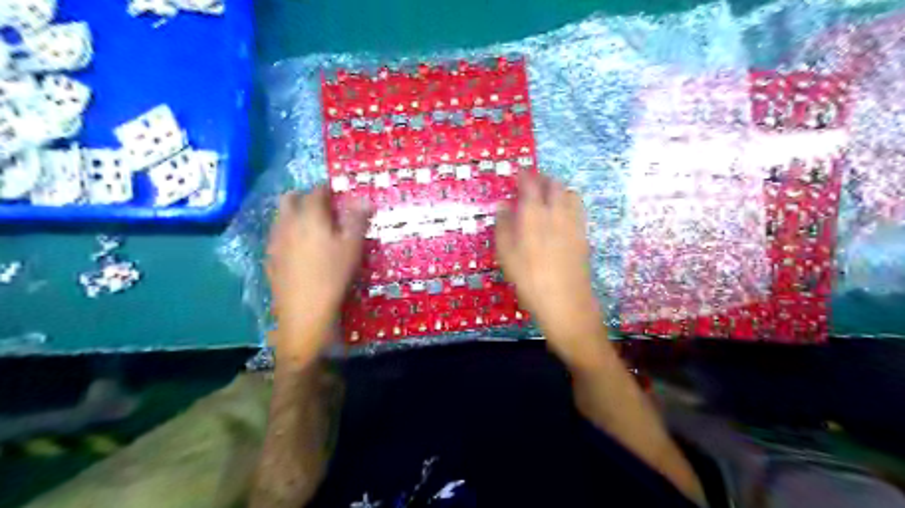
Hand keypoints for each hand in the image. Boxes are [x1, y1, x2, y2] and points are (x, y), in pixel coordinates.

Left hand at [267, 186, 369, 365]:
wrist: (305, 310)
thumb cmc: (334, 274)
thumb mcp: (353, 246)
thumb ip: (357, 219)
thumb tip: (365, 199)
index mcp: (310, 216)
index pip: (316, 192)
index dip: (327, 189)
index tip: (336, 191)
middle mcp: (287, 223)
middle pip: (289, 199)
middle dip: (304, 196)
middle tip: (321, 206)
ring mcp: (275, 242)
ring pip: (280, 217)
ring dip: (293, 214)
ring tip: (310, 227)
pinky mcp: (270, 259)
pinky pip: (276, 237)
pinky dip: (287, 234)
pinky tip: (297, 249)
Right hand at [494, 174, 606, 365]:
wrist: (566, 303)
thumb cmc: (529, 281)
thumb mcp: (507, 256)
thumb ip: (504, 227)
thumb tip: (503, 206)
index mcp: (534, 215)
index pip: (530, 184)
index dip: (525, 175)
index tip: (520, 172)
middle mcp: (557, 213)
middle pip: (554, 184)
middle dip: (543, 179)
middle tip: (532, 183)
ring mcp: (574, 223)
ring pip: (569, 193)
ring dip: (558, 189)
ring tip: (548, 196)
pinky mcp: (584, 235)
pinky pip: (579, 209)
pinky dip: (569, 203)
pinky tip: (562, 215)